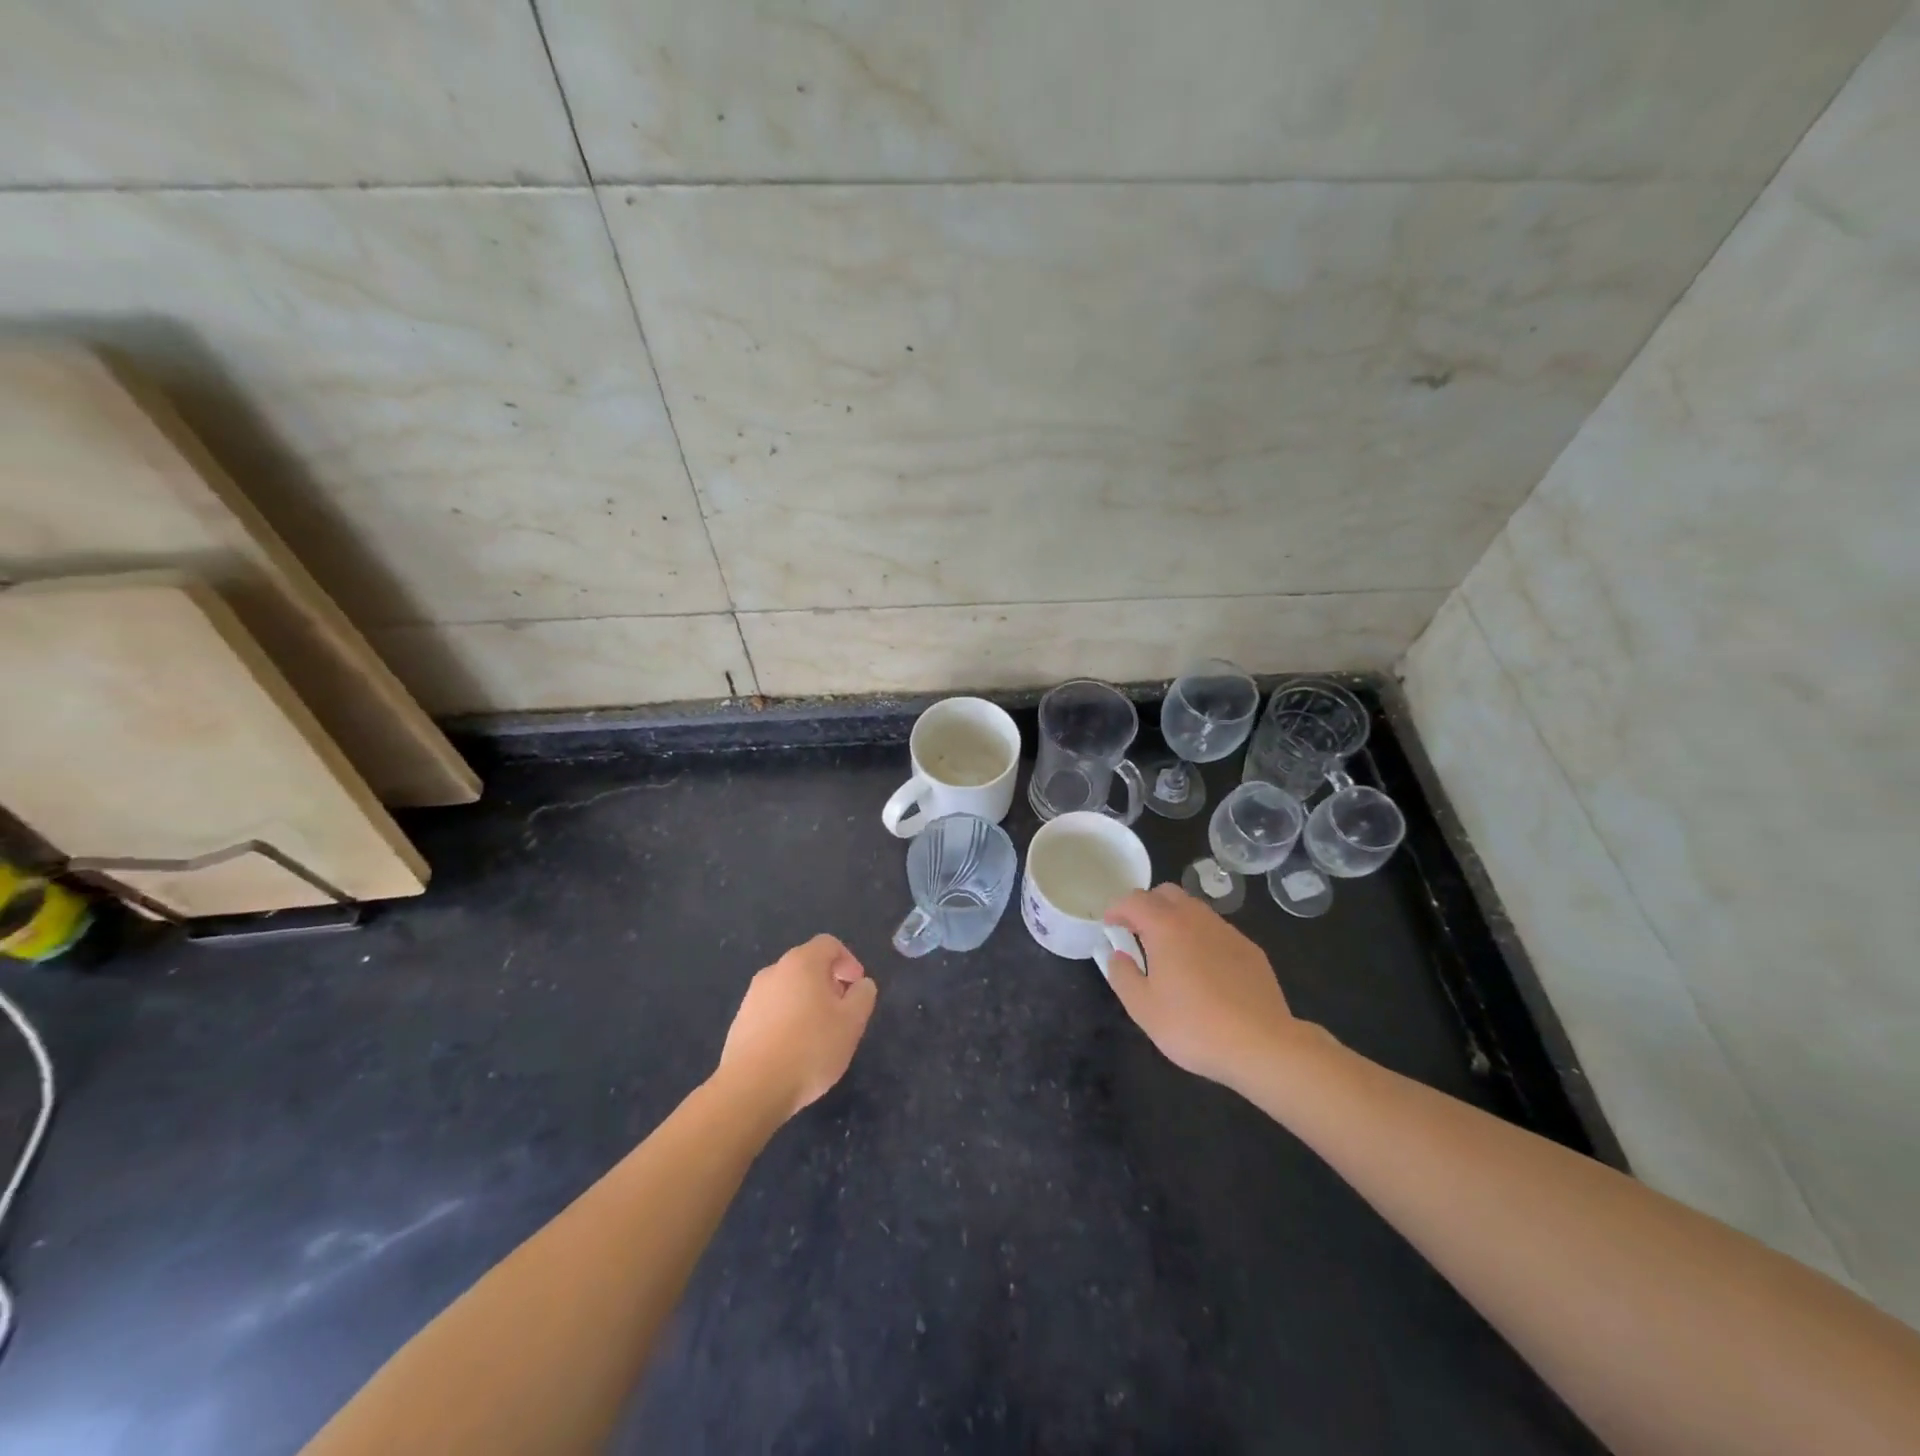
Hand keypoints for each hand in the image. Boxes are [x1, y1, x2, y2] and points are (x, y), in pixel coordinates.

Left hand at [715, 934, 877, 1121]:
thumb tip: (861, 984)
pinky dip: (787, 1021)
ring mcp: (752, 997)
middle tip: (842, 1013)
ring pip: (788, 989)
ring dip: (807, 1003)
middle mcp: (774, 971)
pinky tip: (794, 1051)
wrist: (752, 1089)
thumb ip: (863, 995)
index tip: (856, 988)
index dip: (848, 961)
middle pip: (807, 966)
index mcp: (802, 963)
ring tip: (819, 1035)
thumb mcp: (852, 1022)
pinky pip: (771, 1011)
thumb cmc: (810, 1048)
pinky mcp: (740, 1023)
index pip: (829, 944)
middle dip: (829, 983)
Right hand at [1104, 885, 1313, 1091]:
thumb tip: (1116, 955)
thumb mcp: (1143, 1008)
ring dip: (1175, 919)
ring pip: (1194, 908)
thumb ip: (1122, 975)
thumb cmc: (1194, 1026)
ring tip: (1170, 952)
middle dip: (1147, 906)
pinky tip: (1204, 969)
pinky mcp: (1250, 949)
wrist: (1262, 1045)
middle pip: (1166, 893)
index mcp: (1165, 926)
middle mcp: (1196, 918)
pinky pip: (1216, 930)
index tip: (1109, 926)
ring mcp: (1227, 931)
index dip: (1116, 908)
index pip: (1134, 900)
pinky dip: (1201, 936)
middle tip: (1137, 934)